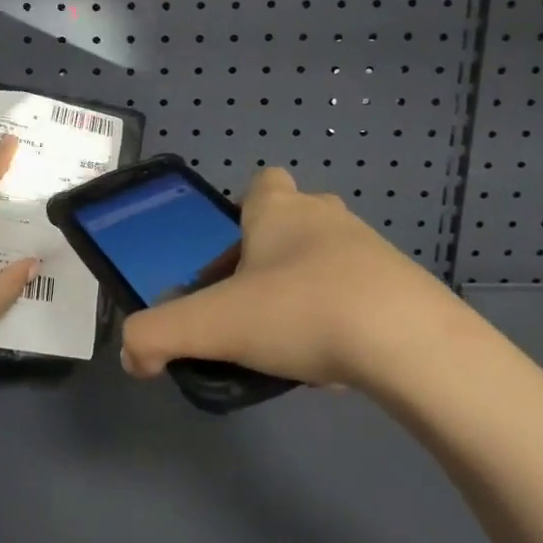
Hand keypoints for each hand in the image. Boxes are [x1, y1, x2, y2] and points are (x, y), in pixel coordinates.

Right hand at [119, 167, 462, 393]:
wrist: (411, 344)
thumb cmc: (301, 311)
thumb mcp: (214, 325)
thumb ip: (158, 335)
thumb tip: (131, 355)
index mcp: (279, 210)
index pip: (262, 182)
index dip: (245, 211)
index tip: (235, 255)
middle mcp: (325, 216)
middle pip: (294, 221)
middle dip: (272, 256)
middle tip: (253, 305)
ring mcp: (371, 249)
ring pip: (328, 258)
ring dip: (308, 288)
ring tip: (292, 342)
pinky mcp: (405, 287)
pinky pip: (362, 293)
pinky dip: (345, 318)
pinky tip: (336, 361)